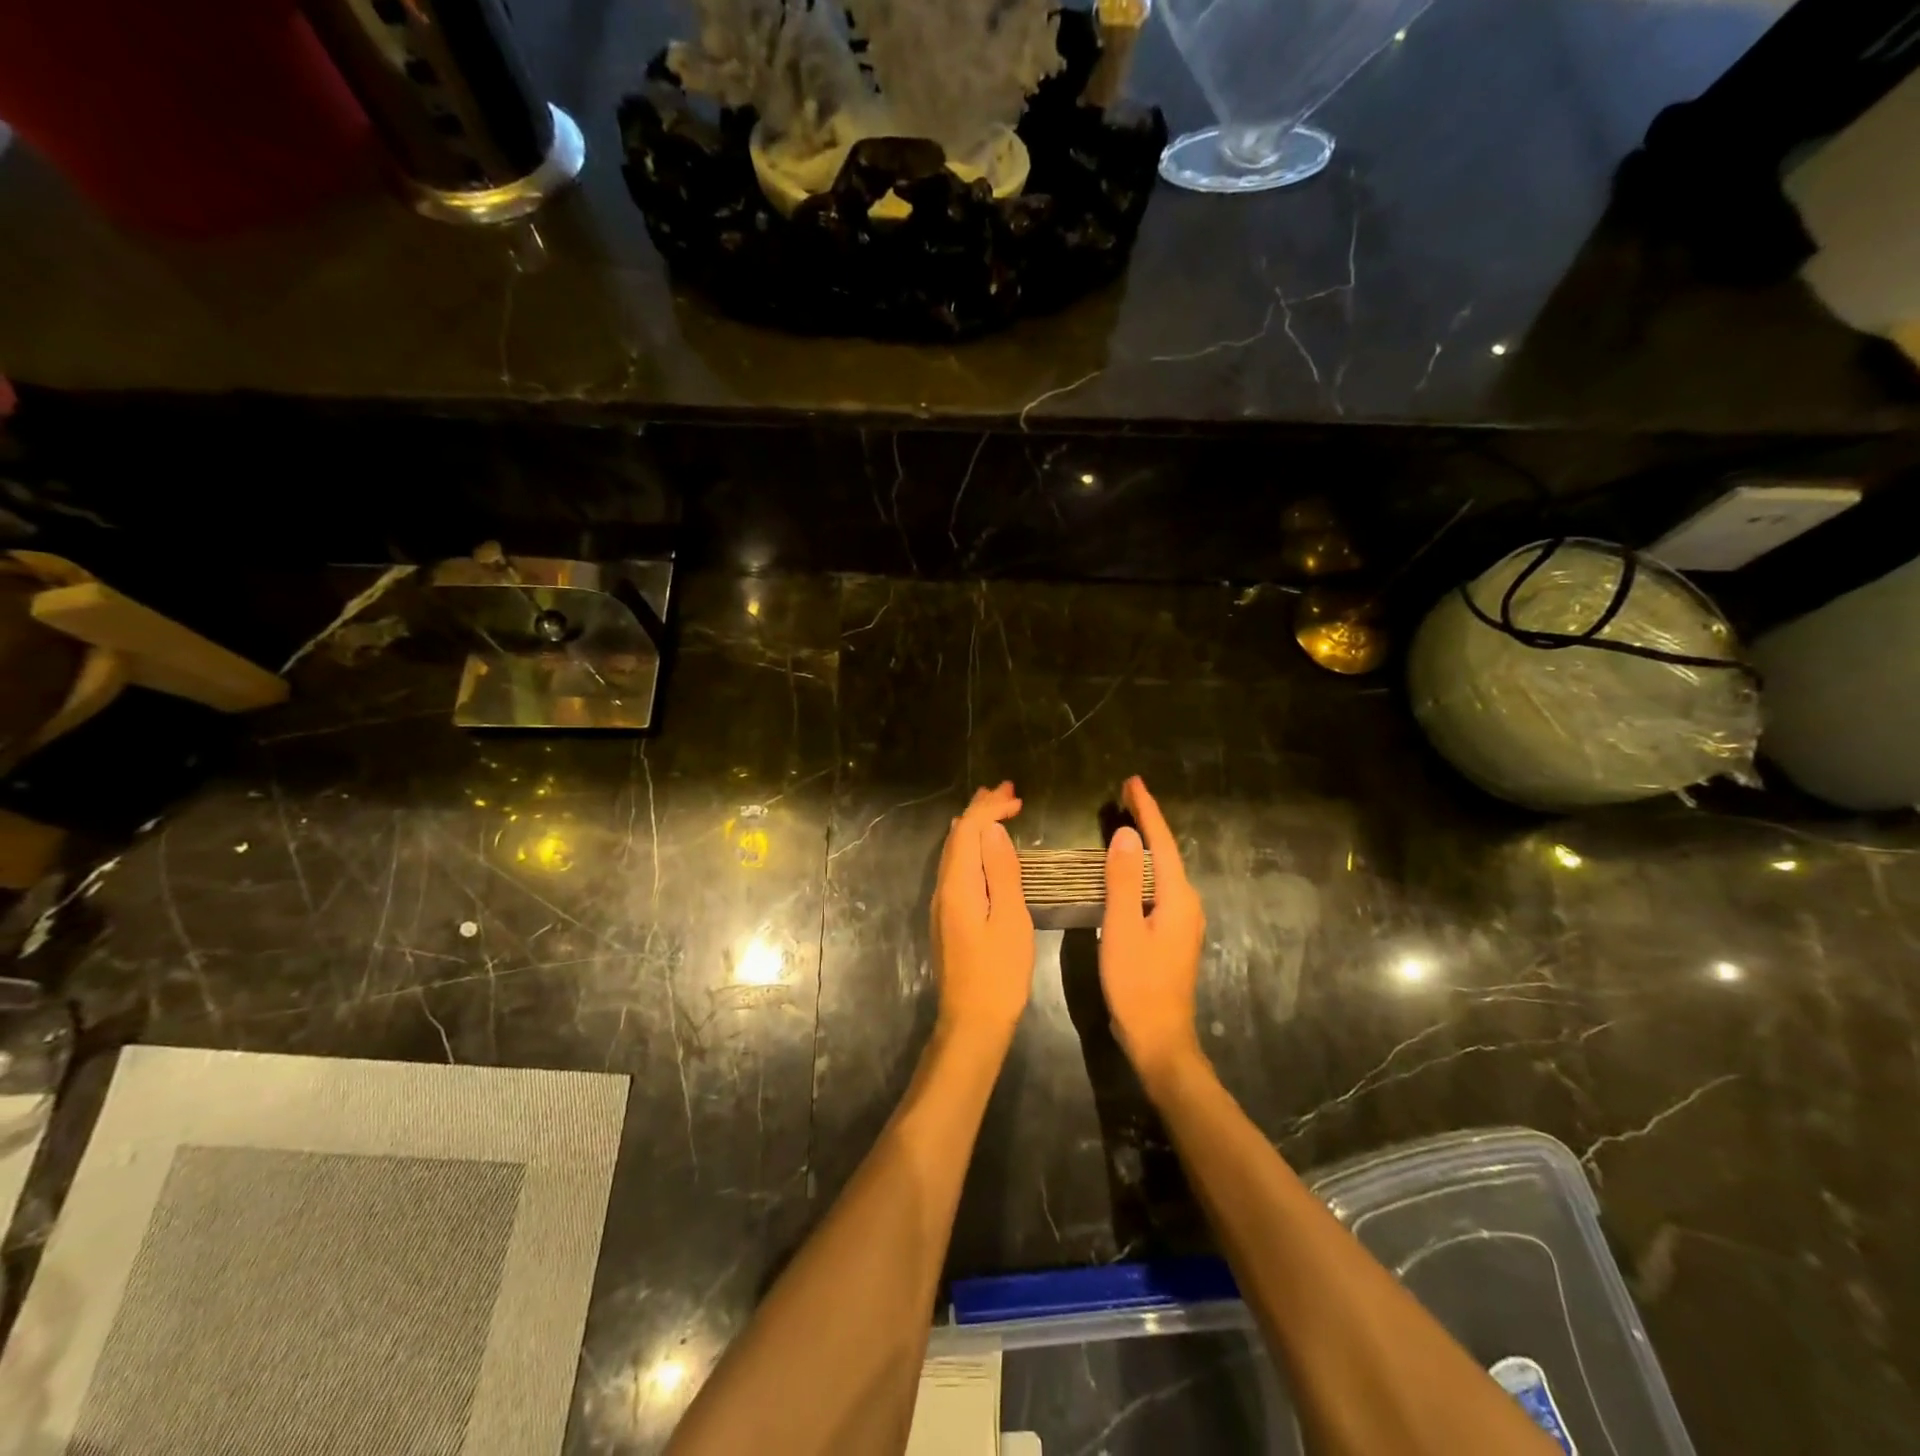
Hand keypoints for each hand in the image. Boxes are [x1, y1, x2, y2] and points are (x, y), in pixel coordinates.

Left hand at [931, 782, 1033, 1040]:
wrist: (972, 1022)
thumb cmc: (999, 973)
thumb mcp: (1010, 919)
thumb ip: (1002, 872)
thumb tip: (993, 829)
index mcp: (958, 885)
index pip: (968, 831)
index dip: (989, 808)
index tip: (1016, 796)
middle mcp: (943, 888)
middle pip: (958, 837)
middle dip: (980, 810)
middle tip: (1006, 791)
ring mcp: (942, 903)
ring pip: (955, 852)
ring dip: (975, 827)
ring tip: (995, 808)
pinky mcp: (948, 916)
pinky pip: (957, 867)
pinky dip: (972, 848)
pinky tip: (981, 849)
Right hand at [1101, 776, 1206, 1087]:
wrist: (1159, 1038)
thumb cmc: (1137, 984)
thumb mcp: (1122, 930)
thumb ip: (1122, 882)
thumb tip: (1121, 835)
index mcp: (1177, 898)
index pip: (1160, 843)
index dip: (1147, 811)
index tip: (1132, 782)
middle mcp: (1186, 903)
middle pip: (1165, 852)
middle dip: (1147, 820)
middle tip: (1125, 793)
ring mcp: (1182, 920)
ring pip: (1162, 869)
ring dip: (1145, 843)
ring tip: (1125, 819)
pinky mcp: (1172, 933)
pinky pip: (1157, 886)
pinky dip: (1142, 867)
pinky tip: (1127, 867)